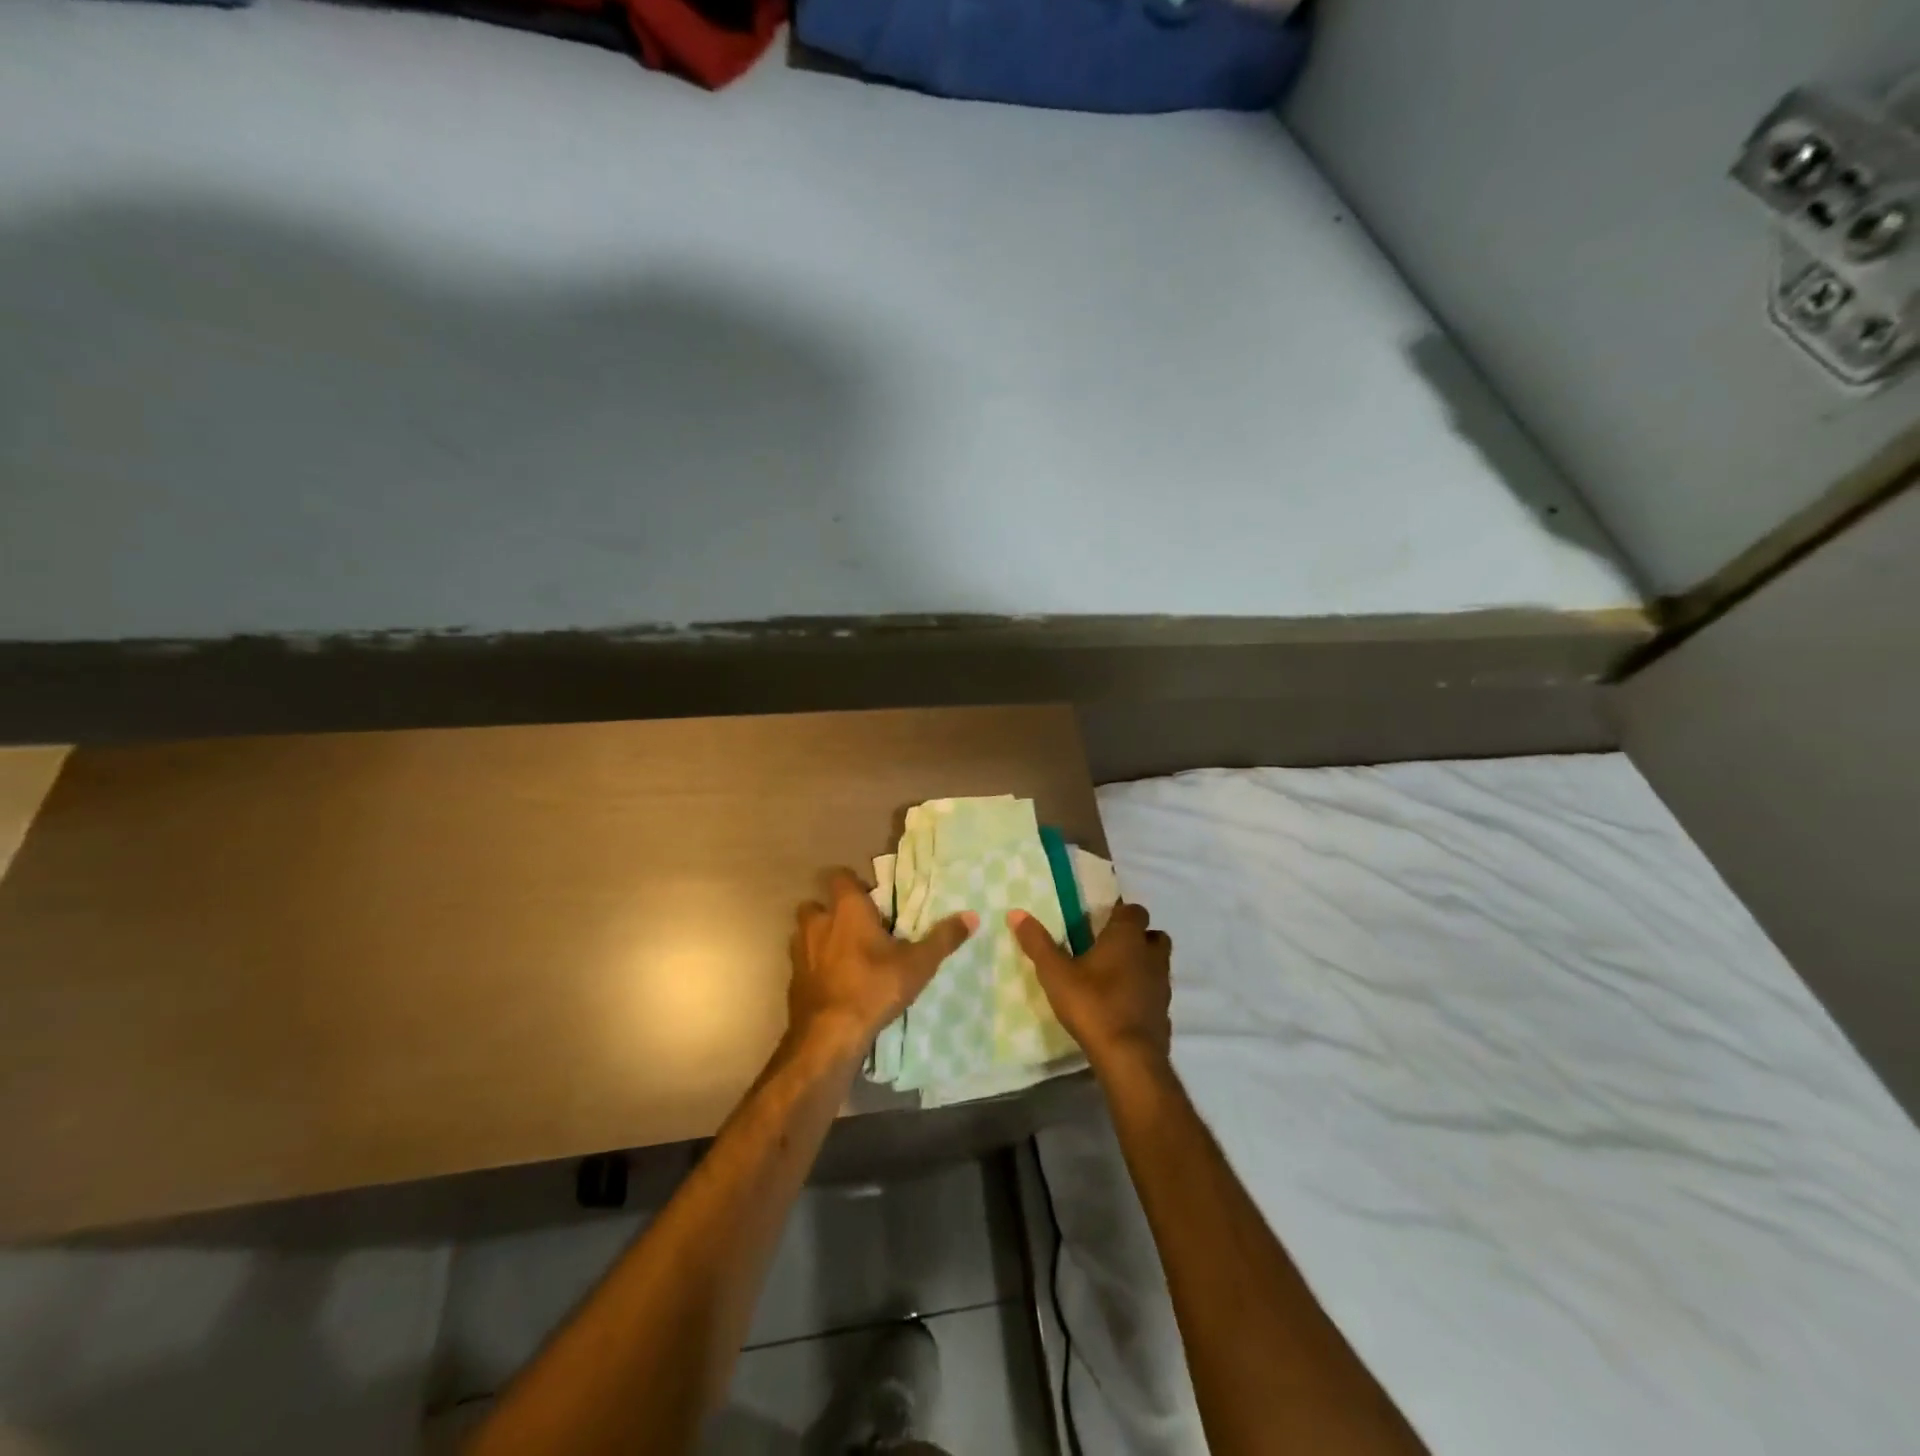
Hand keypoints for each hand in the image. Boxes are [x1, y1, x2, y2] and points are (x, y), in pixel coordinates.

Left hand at [789, 868, 975, 1052]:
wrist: (828, 1035)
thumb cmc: (874, 987)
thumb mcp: (918, 964)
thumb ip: (943, 938)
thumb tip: (972, 916)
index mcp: (847, 909)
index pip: (840, 877)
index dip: (854, 883)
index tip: (873, 898)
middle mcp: (818, 923)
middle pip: (816, 904)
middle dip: (831, 912)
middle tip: (858, 928)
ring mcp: (800, 952)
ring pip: (805, 933)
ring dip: (820, 938)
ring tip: (844, 955)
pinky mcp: (793, 980)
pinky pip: (803, 963)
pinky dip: (815, 968)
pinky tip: (834, 984)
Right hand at [1009, 901, 1171, 1076]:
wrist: (1129, 1058)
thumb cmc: (1093, 1005)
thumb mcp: (1055, 974)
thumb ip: (1037, 943)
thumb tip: (1016, 913)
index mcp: (1127, 938)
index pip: (1134, 910)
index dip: (1120, 912)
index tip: (1101, 920)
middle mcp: (1151, 956)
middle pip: (1153, 935)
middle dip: (1137, 937)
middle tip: (1108, 947)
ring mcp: (1162, 986)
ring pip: (1158, 964)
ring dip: (1142, 965)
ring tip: (1114, 977)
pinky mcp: (1165, 1014)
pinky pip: (1156, 994)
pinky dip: (1144, 994)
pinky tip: (1122, 1006)